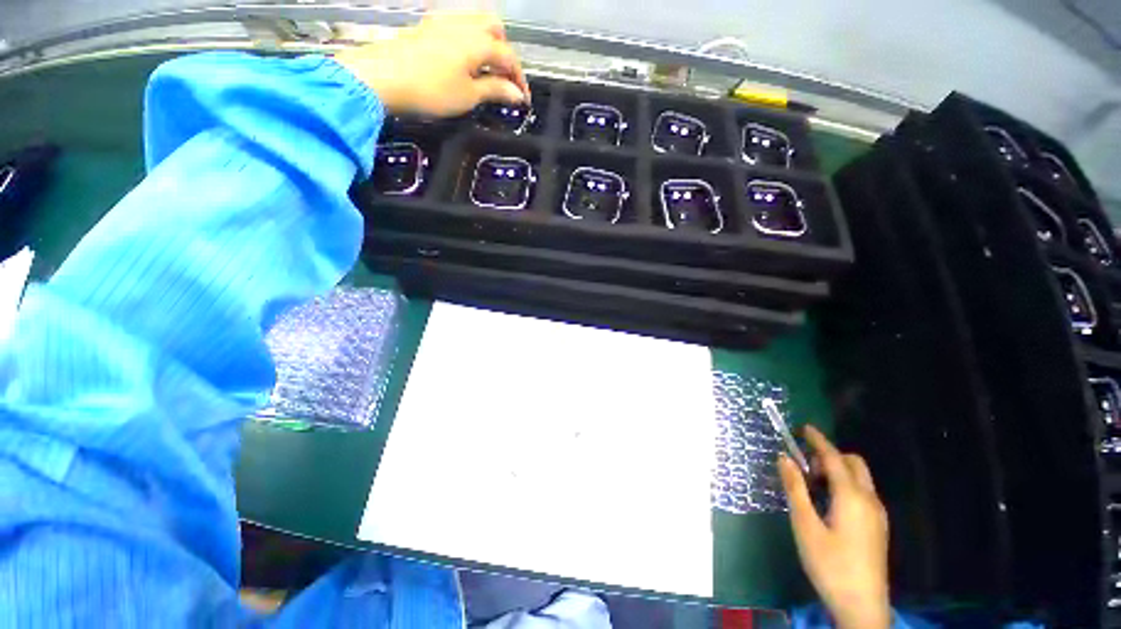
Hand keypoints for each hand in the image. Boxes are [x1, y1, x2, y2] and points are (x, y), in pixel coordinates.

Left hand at [334, 12, 529, 116]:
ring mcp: (443, 22)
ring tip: (485, 68)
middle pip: (495, 29)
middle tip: (504, 79)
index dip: (520, 79)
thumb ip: (495, 91)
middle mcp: (464, 24)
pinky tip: (463, 58)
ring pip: (476, 22)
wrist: (382, 77)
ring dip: (488, 42)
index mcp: (478, 42)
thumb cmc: (431, 90)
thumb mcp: (468, 96)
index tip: (524, 101)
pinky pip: (458, 25)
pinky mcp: (427, 27)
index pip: (509, 57)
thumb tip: (518, 95)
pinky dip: (469, 39)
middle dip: (505, 53)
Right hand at [778, 426, 889, 628]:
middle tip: (805, 468)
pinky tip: (828, 504)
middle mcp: (869, 500)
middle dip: (830, 456)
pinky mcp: (878, 526)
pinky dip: (845, 486)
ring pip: (860, 478)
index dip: (818, 440)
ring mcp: (877, 514)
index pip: (834, 458)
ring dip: (837, 472)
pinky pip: (862, 493)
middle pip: (853, 463)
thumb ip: (795, 489)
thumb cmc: (830, 564)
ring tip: (812, 487)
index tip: (803, 427)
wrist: (862, 606)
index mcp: (851, 497)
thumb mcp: (805, 526)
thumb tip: (784, 458)